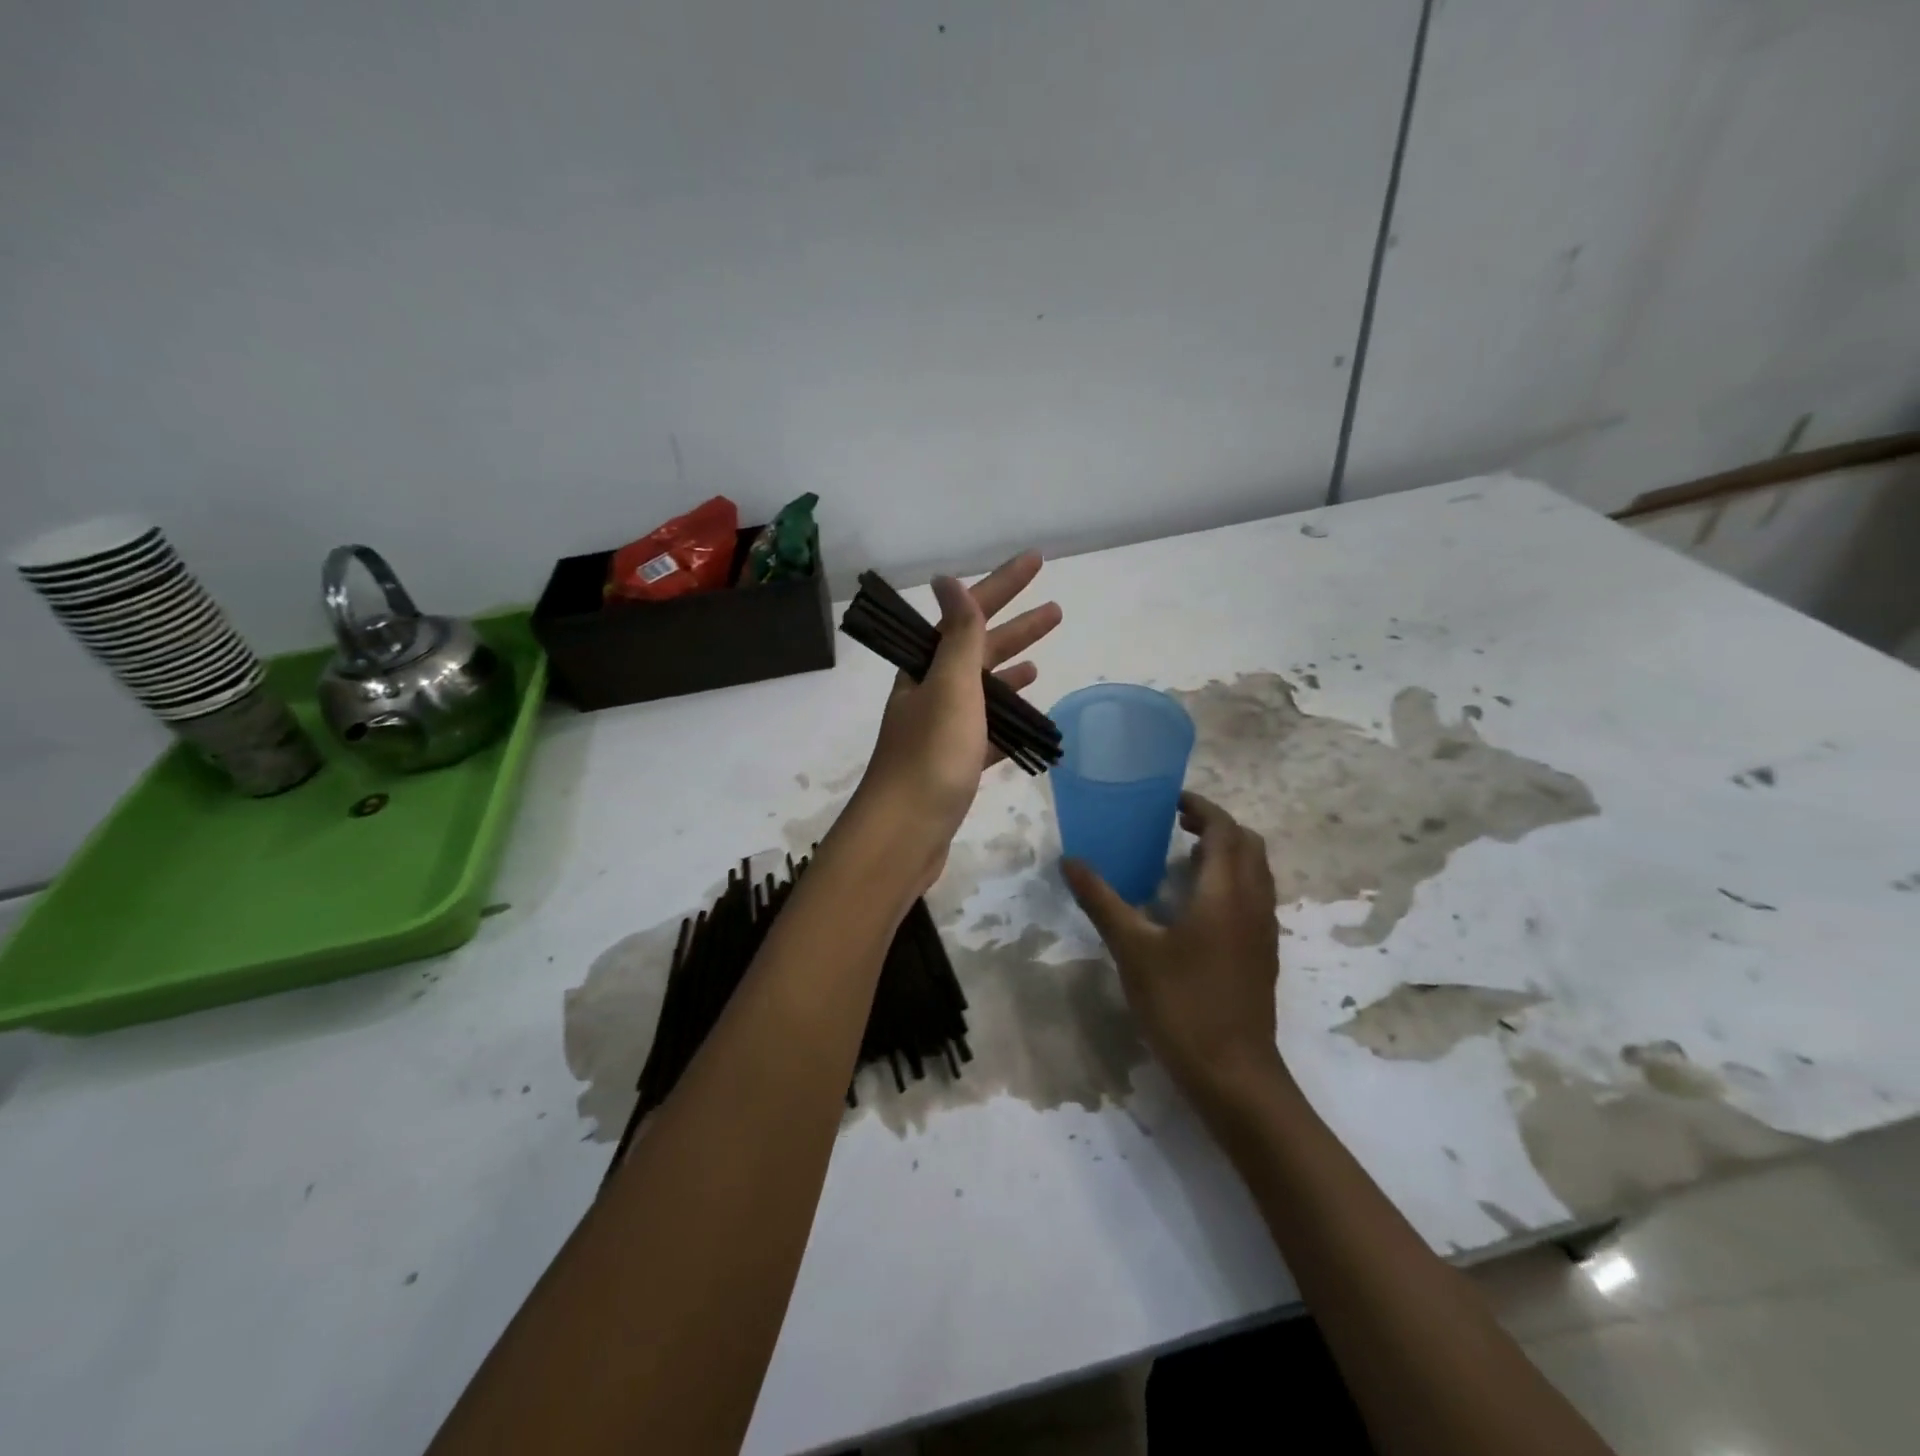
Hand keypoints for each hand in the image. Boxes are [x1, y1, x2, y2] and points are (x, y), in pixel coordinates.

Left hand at [849, 552, 1061, 890]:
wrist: (904, 834)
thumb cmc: (931, 757)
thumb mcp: (950, 688)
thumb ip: (958, 636)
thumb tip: (948, 580)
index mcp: (927, 669)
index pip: (968, 615)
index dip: (1002, 585)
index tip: (1037, 560)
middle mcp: (930, 693)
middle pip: (978, 650)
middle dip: (1015, 627)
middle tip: (1055, 610)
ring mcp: (941, 730)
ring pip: (982, 691)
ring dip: (1010, 672)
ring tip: (1042, 659)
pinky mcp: (953, 765)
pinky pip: (985, 731)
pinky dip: (1005, 720)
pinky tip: (1026, 718)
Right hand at [1063, 792, 1286, 1105]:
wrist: (1234, 1075)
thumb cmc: (1182, 1005)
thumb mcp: (1133, 950)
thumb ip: (1102, 901)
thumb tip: (1071, 862)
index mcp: (1226, 892)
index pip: (1224, 829)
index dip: (1201, 808)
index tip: (1170, 802)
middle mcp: (1253, 902)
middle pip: (1247, 845)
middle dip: (1216, 827)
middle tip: (1176, 825)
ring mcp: (1263, 930)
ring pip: (1255, 872)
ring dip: (1227, 854)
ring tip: (1183, 859)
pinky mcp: (1262, 954)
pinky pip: (1254, 897)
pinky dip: (1232, 881)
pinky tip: (1195, 906)